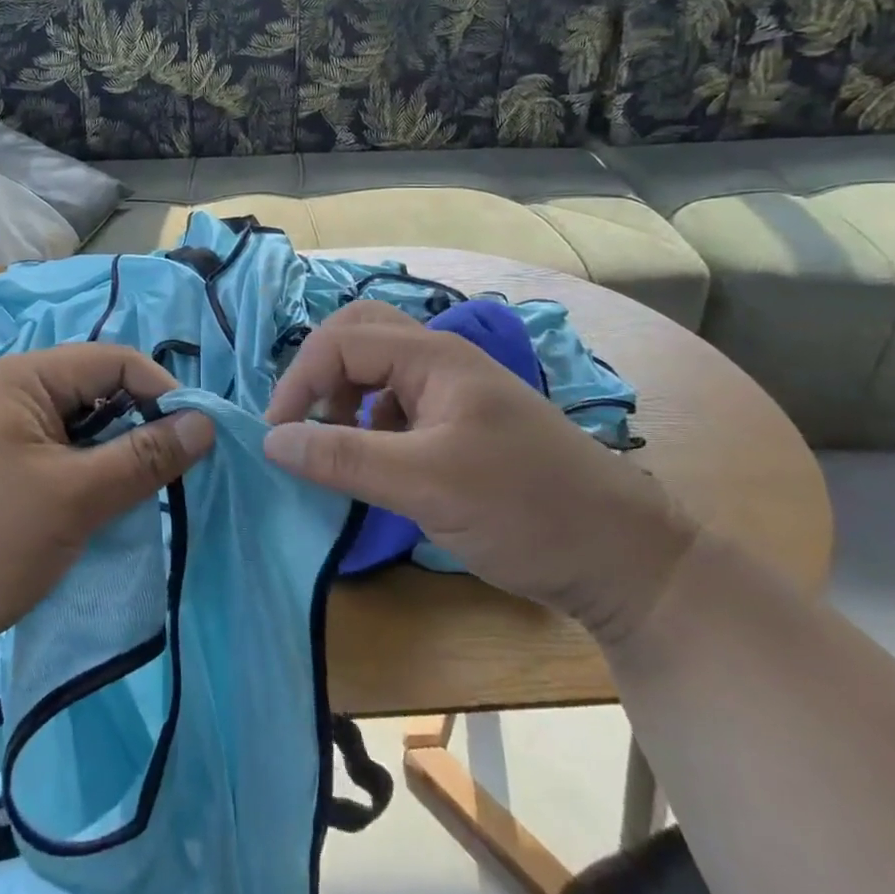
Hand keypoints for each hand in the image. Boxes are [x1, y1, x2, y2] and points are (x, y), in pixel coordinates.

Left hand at [0, 345, 213, 687]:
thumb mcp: (73, 499)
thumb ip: (144, 458)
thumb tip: (206, 424)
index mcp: (26, 377)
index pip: (117, 362)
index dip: (163, 395)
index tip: (197, 446)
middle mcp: (12, 392)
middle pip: (99, 392)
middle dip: (139, 430)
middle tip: (169, 481)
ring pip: (80, 429)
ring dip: (113, 460)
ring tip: (136, 502)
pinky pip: (57, 457)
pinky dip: (85, 479)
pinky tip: (96, 513)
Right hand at [264, 303, 697, 644]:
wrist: (623, 558)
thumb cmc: (525, 508)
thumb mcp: (424, 485)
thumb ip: (343, 458)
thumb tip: (271, 441)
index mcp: (433, 356)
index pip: (341, 340)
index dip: (300, 380)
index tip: (277, 436)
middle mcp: (440, 360)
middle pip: (359, 335)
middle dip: (320, 372)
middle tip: (303, 421)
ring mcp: (454, 391)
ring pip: (376, 369)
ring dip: (343, 397)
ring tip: (336, 446)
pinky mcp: (461, 423)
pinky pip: (396, 403)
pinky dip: (369, 422)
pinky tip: (375, 462)